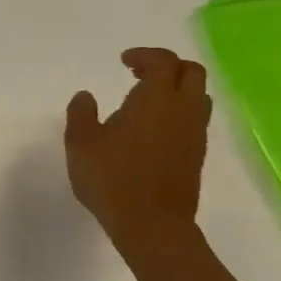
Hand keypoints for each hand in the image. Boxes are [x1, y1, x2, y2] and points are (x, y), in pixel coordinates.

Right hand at [66, 47, 212, 254]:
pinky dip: (178, 112)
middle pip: (191, 72)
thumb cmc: (112, 179)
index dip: (145, 55)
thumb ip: (81, 114)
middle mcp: (183, 110)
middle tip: (138, 74)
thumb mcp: (81, 143)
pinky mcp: (197, 154)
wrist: (152, 225)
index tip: (124, 61)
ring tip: (147, 100)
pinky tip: (153, 128)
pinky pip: (195, 119)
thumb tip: (86, 96)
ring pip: (198, 96)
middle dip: (167, 66)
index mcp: (156, 99)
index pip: (163, 62)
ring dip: (177, 89)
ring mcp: (194, 133)